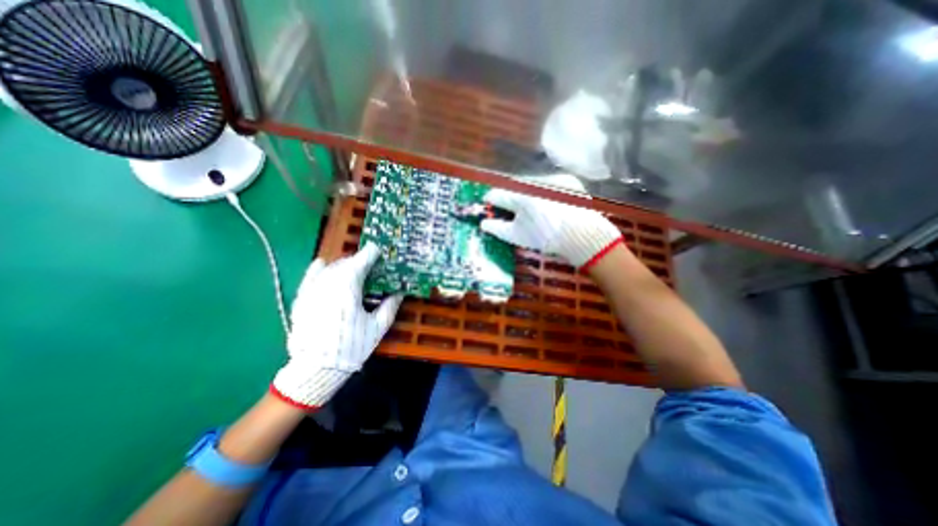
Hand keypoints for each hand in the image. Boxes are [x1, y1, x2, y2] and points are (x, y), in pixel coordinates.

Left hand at [272, 243, 401, 409]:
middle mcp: (328, 285)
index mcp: (348, 290)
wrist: (316, 369)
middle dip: (358, 260)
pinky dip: (317, 269)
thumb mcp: (377, 328)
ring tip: (352, 268)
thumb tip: (399, 293)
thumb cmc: (352, 347)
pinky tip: (323, 264)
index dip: (370, 254)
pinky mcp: (301, 300)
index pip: (359, 263)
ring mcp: (312, 291)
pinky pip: (309, 277)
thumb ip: (389, 306)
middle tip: (369, 263)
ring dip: (342, 265)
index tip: (377, 249)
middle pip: (344, 264)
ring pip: (328, 269)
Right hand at [483, 174, 621, 269]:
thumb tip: (483, 223)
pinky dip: (544, 191)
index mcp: (519, 196)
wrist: (583, 236)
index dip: (490, 200)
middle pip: (513, 187)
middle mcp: (534, 182)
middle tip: (510, 209)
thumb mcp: (517, 236)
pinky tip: (549, 204)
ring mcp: (552, 179)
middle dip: (509, 197)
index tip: (489, 205)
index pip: (497, 194)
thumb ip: (496, 228)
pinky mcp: (567, 180)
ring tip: (532, 209)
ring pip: (531, 183)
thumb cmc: (546, 238)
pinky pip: (547, 183)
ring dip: (526, 193)